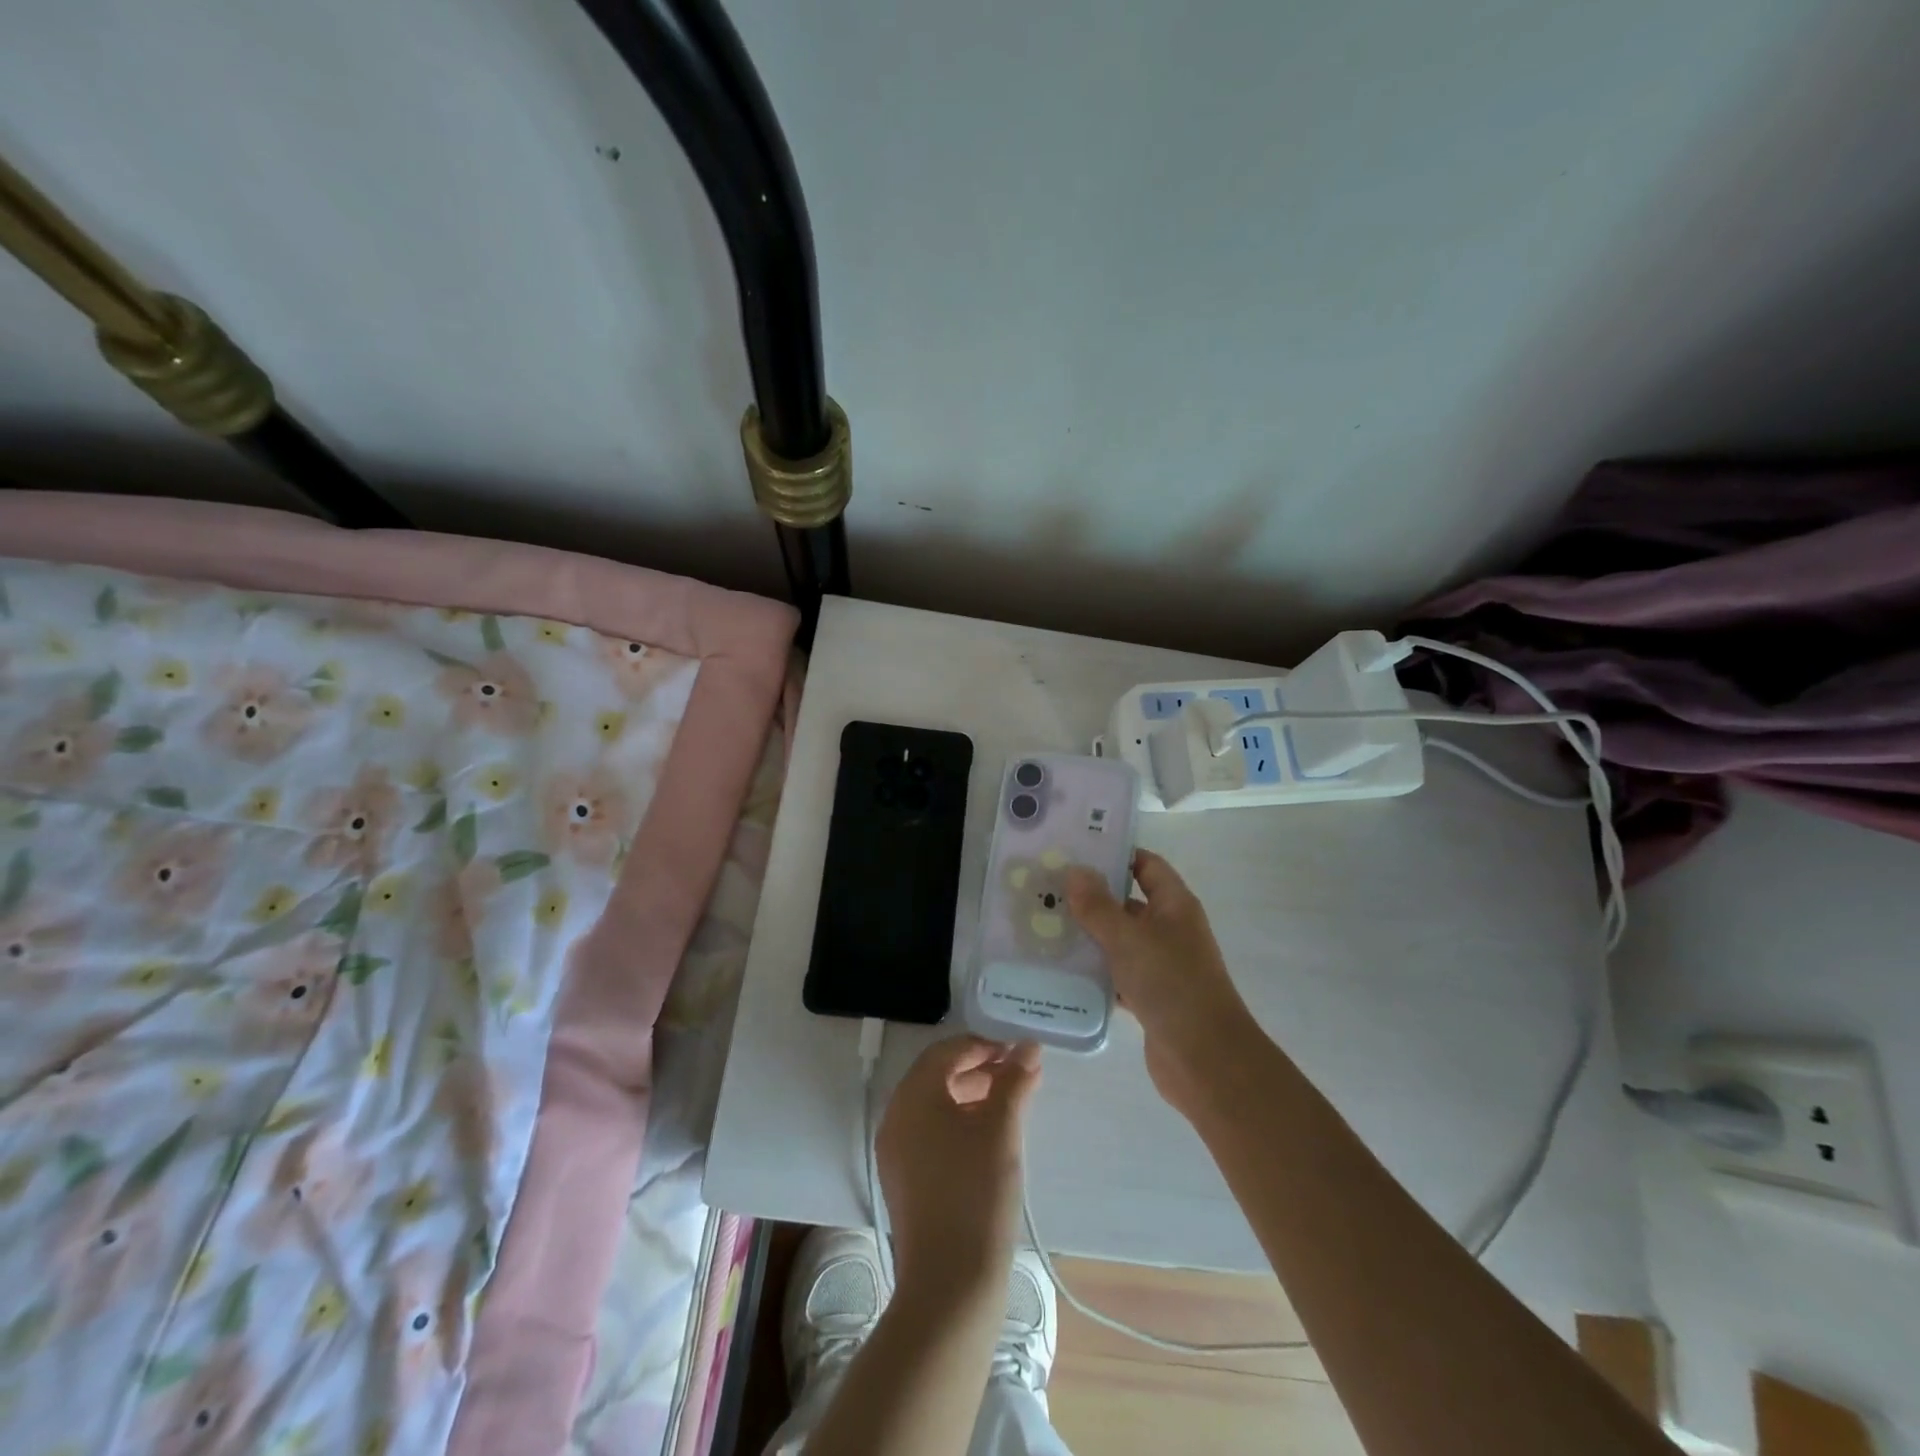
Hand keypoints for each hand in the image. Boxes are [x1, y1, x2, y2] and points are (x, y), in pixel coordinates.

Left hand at [876, 1036, 1040, 1302]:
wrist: (949, 1286)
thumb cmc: (976, 1195)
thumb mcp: (1002, 1131)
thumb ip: (1014, 1082)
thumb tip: (1028, 1047)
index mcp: (912, 1097)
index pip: (945, 1052)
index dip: (982, 1045)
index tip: (1017, 1053)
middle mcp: (896, 1117)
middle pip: (937, 1075)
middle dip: (978, 1068)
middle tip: (1018, 1074)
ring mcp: (896, 1151)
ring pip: (934, 1105)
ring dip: (971, 1094)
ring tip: (1011, 1102)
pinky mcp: (904, 1179)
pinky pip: (930, 1132)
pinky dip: (959, 1122)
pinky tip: (990, 1136)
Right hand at [1067, 849, 1261, 1114]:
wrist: (1205, 1060)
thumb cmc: (1171, 985)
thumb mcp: (1128, 939)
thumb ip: (1099, 906)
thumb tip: (1075, 871)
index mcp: (1174, 905)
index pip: (1146, 865)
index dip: (1116, 855)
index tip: (1075, 851)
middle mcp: (1170, 930)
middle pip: (1128, 903)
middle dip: (1091, 897)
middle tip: (1047, 888)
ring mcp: (1161, 965)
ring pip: (1119, 941)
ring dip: (1088, 936)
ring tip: (1044, 925)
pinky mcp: (1150, 997)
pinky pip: (1116, 974)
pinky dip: (1094, 971)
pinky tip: (1060, 969)